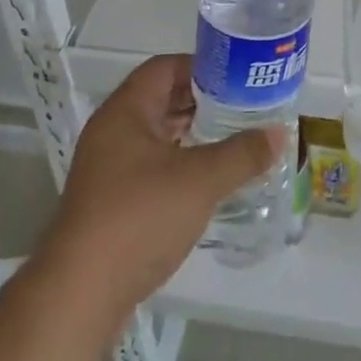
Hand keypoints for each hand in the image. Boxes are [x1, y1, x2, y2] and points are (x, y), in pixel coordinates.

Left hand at [44, 55, 282, 318]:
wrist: (80, 293)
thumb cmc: (139, 217)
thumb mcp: (200, 180)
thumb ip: (241, 154)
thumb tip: (279, 134)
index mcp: (125, 110)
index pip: (164, 67)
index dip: (201, 67)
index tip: (236, 77)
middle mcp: (111, 130)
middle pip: (159, 99)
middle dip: (200, 101)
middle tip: (241, 106)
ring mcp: (106, 168)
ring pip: (155, 135)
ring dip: (189, 134)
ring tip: (230, 139)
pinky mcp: (108, 202)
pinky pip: (148, 166)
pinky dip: (177, 163)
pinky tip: (204, 180)